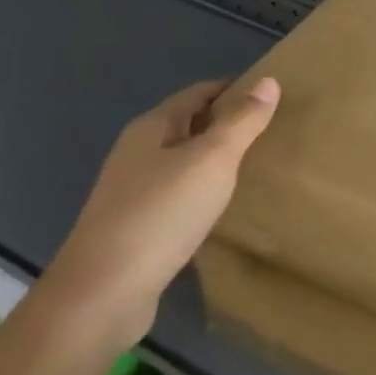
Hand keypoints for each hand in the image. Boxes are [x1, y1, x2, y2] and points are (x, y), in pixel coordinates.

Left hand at [45, 77, 279, 348]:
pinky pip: (178, 197)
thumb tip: (269, 80)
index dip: (233, 89)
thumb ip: (242, 121)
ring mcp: (133, 193)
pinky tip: (223, 208)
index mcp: (151, 128)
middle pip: (188, 125)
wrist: (103, 294)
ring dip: (215, 161)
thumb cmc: (162, 214)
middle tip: (272, 130)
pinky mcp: (136, 228)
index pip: (198, 93)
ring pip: (183, 163)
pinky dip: (203, 193)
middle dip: (226, 124)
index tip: (271, 95)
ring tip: (256, 167)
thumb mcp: (212, 160)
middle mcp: (137, 153)